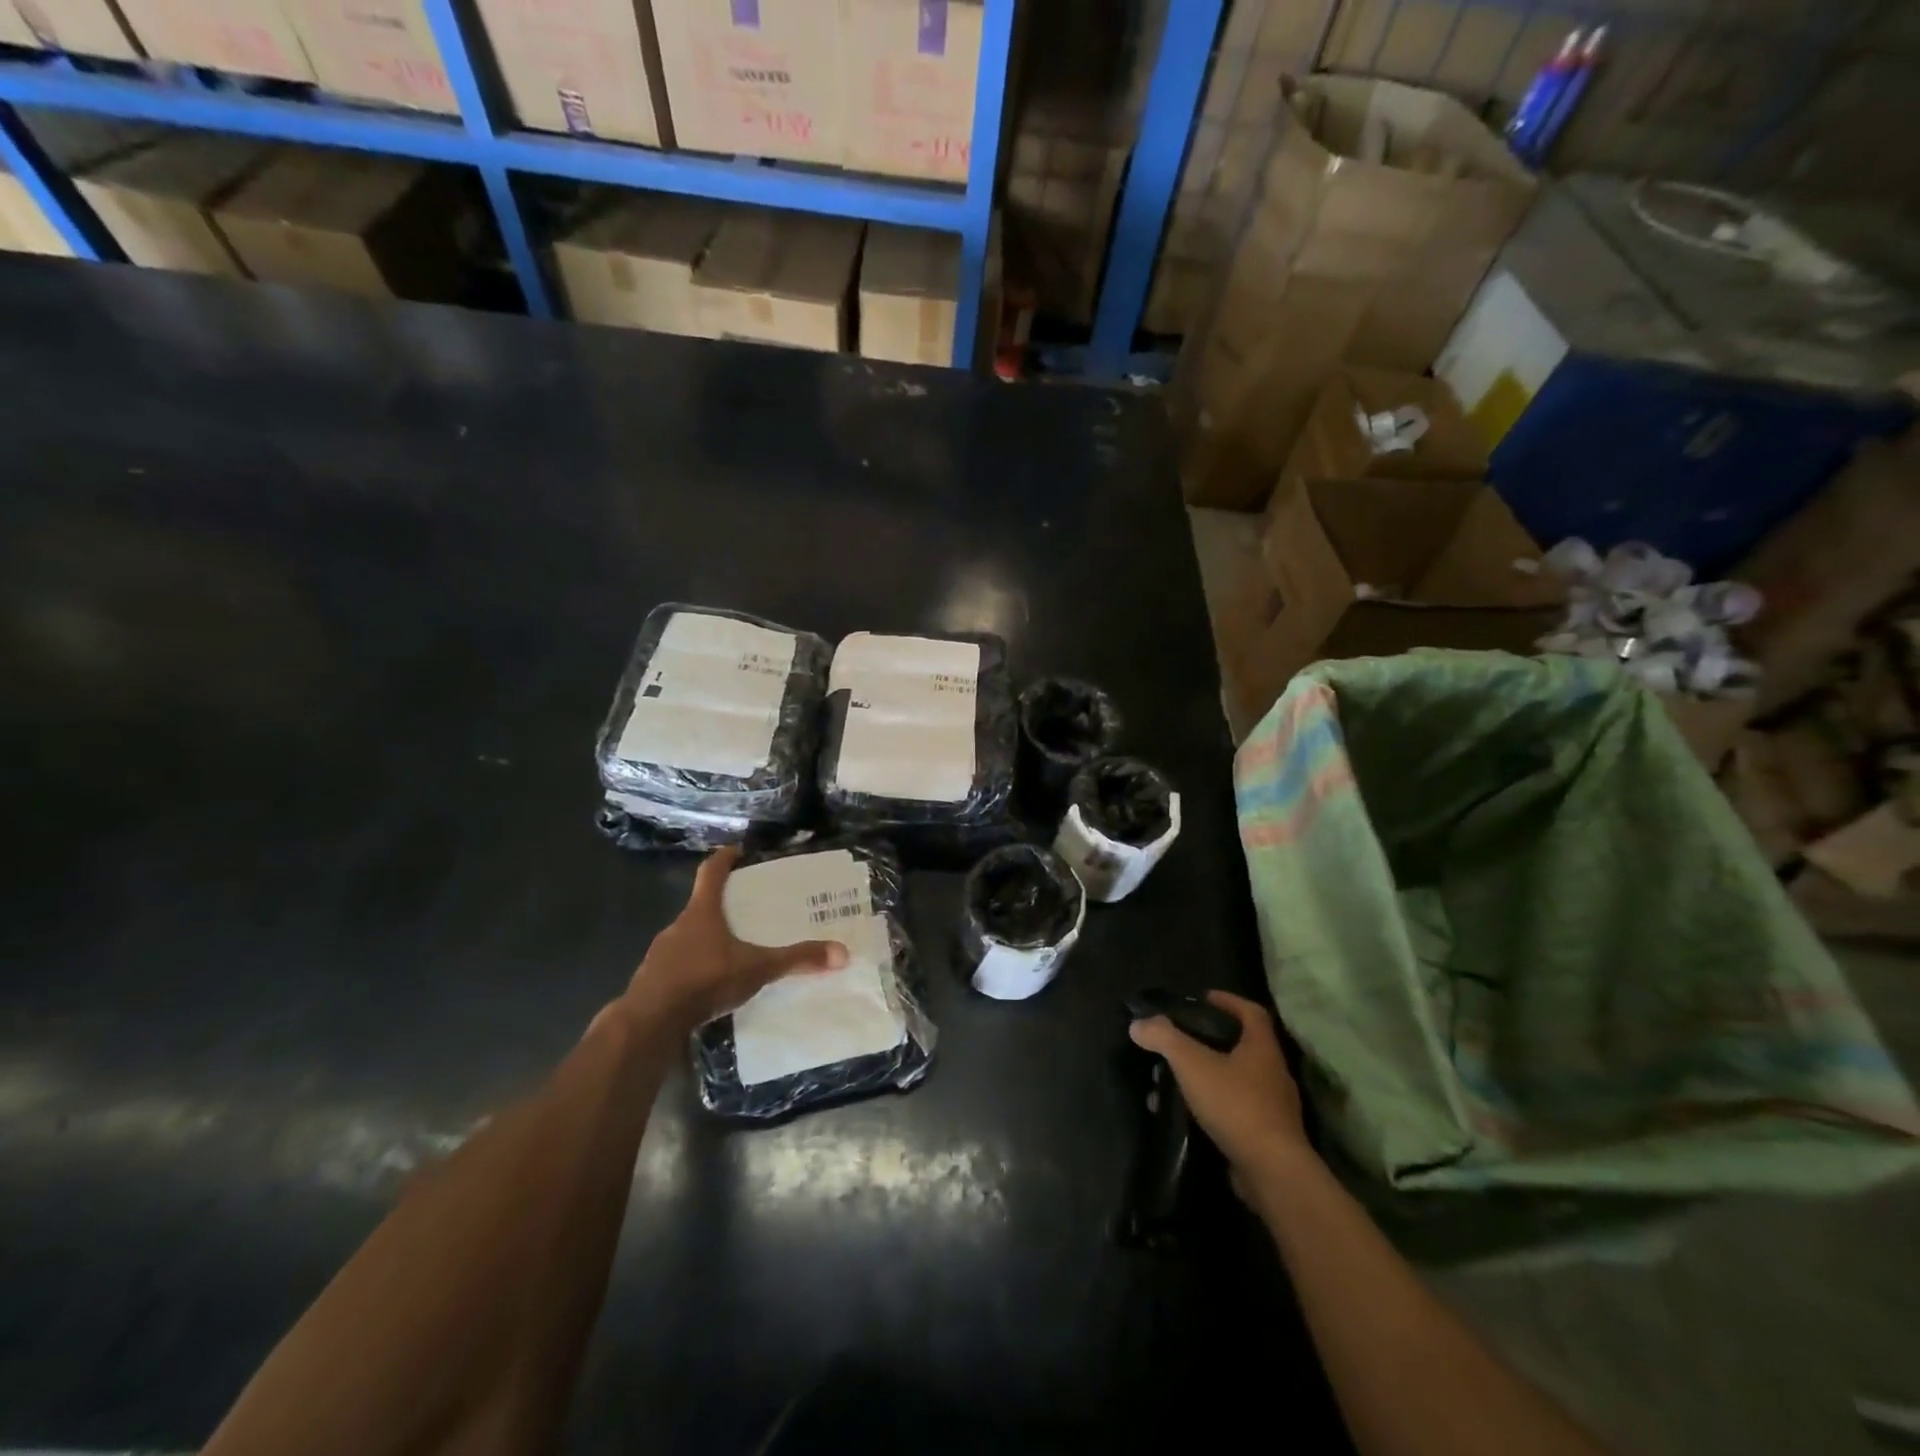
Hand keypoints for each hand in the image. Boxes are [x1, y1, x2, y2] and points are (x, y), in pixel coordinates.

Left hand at [622, 847, 848, 1036]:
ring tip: (735, 951)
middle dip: (724, 906)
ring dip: (709, 939)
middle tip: (749, 910)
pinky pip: (679, 964)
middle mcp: (679, 926)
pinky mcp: (654, 979)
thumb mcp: (757, 969)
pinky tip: (712, 985)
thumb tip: (842, 953)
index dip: (725, 858)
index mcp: (702, 912)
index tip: (738, 850)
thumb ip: (796, 960)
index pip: (711, 872)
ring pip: (689, 937)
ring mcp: (661, 953)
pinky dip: (696, 967)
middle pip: (701, 906)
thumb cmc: (704, 980)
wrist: (650, 1022)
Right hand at [1129, 991, 1312, 1190]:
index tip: (1202, 999)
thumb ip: (1164, 1038)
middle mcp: (1273, 1073)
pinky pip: (1234, 1111)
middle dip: (1208, 1042)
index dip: (1227, 1000)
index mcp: (1262, 1048)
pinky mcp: (1266, 1137)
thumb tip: (1138, 1024)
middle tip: (1179, 1042)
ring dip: (1204, 1078)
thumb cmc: (1235, 1105)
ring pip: (1234, 1081)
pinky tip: (1185, 1116)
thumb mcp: (1192, 1064)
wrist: (1272, 1172)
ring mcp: (1273, 1108)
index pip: (1251, 1012)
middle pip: (1241, 1046)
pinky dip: (1209, 1107)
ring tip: (1172, 1083)